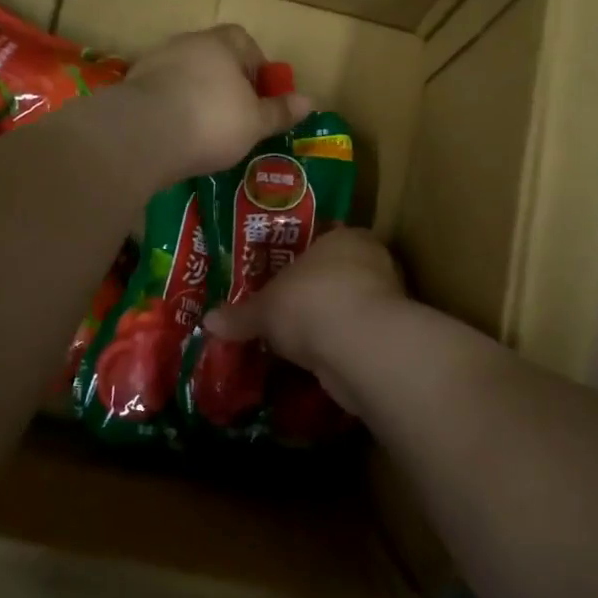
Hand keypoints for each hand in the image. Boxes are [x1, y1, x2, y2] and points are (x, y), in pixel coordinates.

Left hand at [122, 25, 311, 178]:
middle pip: (212, 57)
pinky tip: (177, 136)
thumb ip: (280, 111)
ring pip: (184, 75)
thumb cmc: (212, 122)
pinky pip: (161, 94)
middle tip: (235, 116)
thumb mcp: (255, 123)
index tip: (259, 96)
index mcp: (220, 44)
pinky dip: (171, 109)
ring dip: (196, 96)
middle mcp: (186, 44)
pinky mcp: (131, 88)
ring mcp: (154, 63)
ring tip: (204, 130)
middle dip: (225, 83)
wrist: (144, 135)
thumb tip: (310, 101)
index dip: (256, 66)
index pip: (243, 41)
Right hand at [204, 229, 403, 410]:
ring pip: (346, 306)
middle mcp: (371, 261)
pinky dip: (337, 346)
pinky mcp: (388, 336)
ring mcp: (385, 299)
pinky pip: (354, 336)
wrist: (361, 348)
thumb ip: (240, 315)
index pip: (320, 237)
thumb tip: (208, 321)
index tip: (276, 274)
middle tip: (280, 308)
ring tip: (294, 339)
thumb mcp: (264, 308)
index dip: (296, 256)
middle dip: (310, 291)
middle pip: (334, 273)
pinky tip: (314, 360)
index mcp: (345, 237)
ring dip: (326, 321)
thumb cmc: (311, 303)